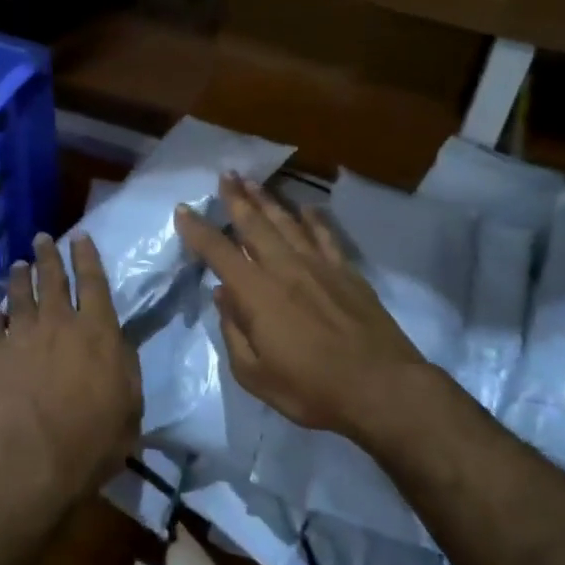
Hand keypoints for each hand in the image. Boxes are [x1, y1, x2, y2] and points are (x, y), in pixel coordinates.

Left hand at [0, 231, 141, 523]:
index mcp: (97, 330)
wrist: (33, 463)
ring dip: (19, 277)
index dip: (86, 256)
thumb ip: (125, 365)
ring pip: (20, 296)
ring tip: (17, 265)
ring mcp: (22, 337)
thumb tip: (117, 342)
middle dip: (48, 255)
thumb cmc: (93, 440)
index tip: (79, 236)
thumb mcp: (130, 404)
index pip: (93, 282)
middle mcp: (59, 323)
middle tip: (42, 237)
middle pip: (52, 279)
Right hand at [175, 175, 428, 439]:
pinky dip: (314, 219)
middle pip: (255, 224)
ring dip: (267, 200)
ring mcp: (319, 266)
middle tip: (225, 174)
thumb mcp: (255, 375)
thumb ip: (233, 332)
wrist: (382, 388)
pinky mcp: (347, 271)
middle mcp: (284, 268)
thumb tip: (223, 295)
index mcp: (256, 293)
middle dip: (236, 198)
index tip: (183, 209)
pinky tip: (306, 208)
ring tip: (253, 182)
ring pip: (287, 222)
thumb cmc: (312, 389)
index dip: (198, 230)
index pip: (219, 252)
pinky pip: (325, 236)